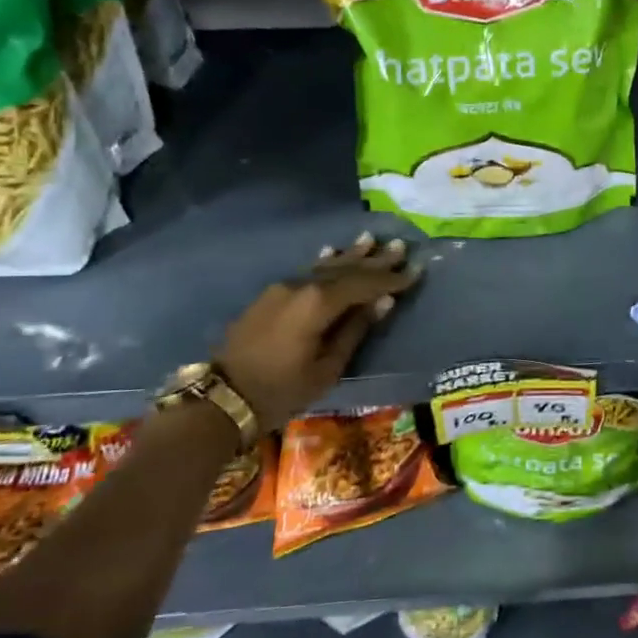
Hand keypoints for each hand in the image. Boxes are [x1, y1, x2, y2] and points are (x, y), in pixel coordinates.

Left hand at [214, 233, 418, 430]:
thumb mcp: (327, 368)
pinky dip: (324, 264)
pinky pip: (306, 273)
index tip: (415, 270)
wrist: (222, 398)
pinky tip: (331, 252)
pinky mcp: (270, 297)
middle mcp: (301, 287)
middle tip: (400, 245)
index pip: (364, 285)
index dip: (391, 279)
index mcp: (318, 304)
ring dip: (350, 255)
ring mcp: (283, 289)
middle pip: (345, 270)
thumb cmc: (281, 390)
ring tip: (371, 239)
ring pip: (324, 268)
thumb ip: (355, 330)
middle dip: (375, 260)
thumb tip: (382, 303)